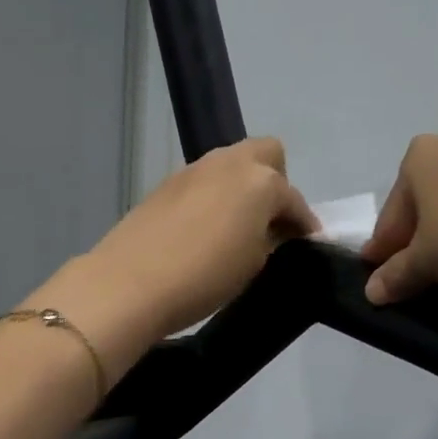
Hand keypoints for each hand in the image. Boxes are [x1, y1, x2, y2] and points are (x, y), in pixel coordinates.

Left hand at [44, 138, 315, 367]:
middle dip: (276, 183)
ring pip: (231, 165)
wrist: (130, 283)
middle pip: (266, 155)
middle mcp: (229, 163)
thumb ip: (270, 239)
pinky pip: (204, 182)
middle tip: (270, 221)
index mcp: (260, 181)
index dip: (303, 223)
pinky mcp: (166, 184)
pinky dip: (214, 197)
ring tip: (237, 228)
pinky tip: (205, 229)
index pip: (293, 199)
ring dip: (242, 188)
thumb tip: (272, 231)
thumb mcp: (254, 263)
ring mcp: (194, 170)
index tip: (307, 243)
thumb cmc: (205, 276)